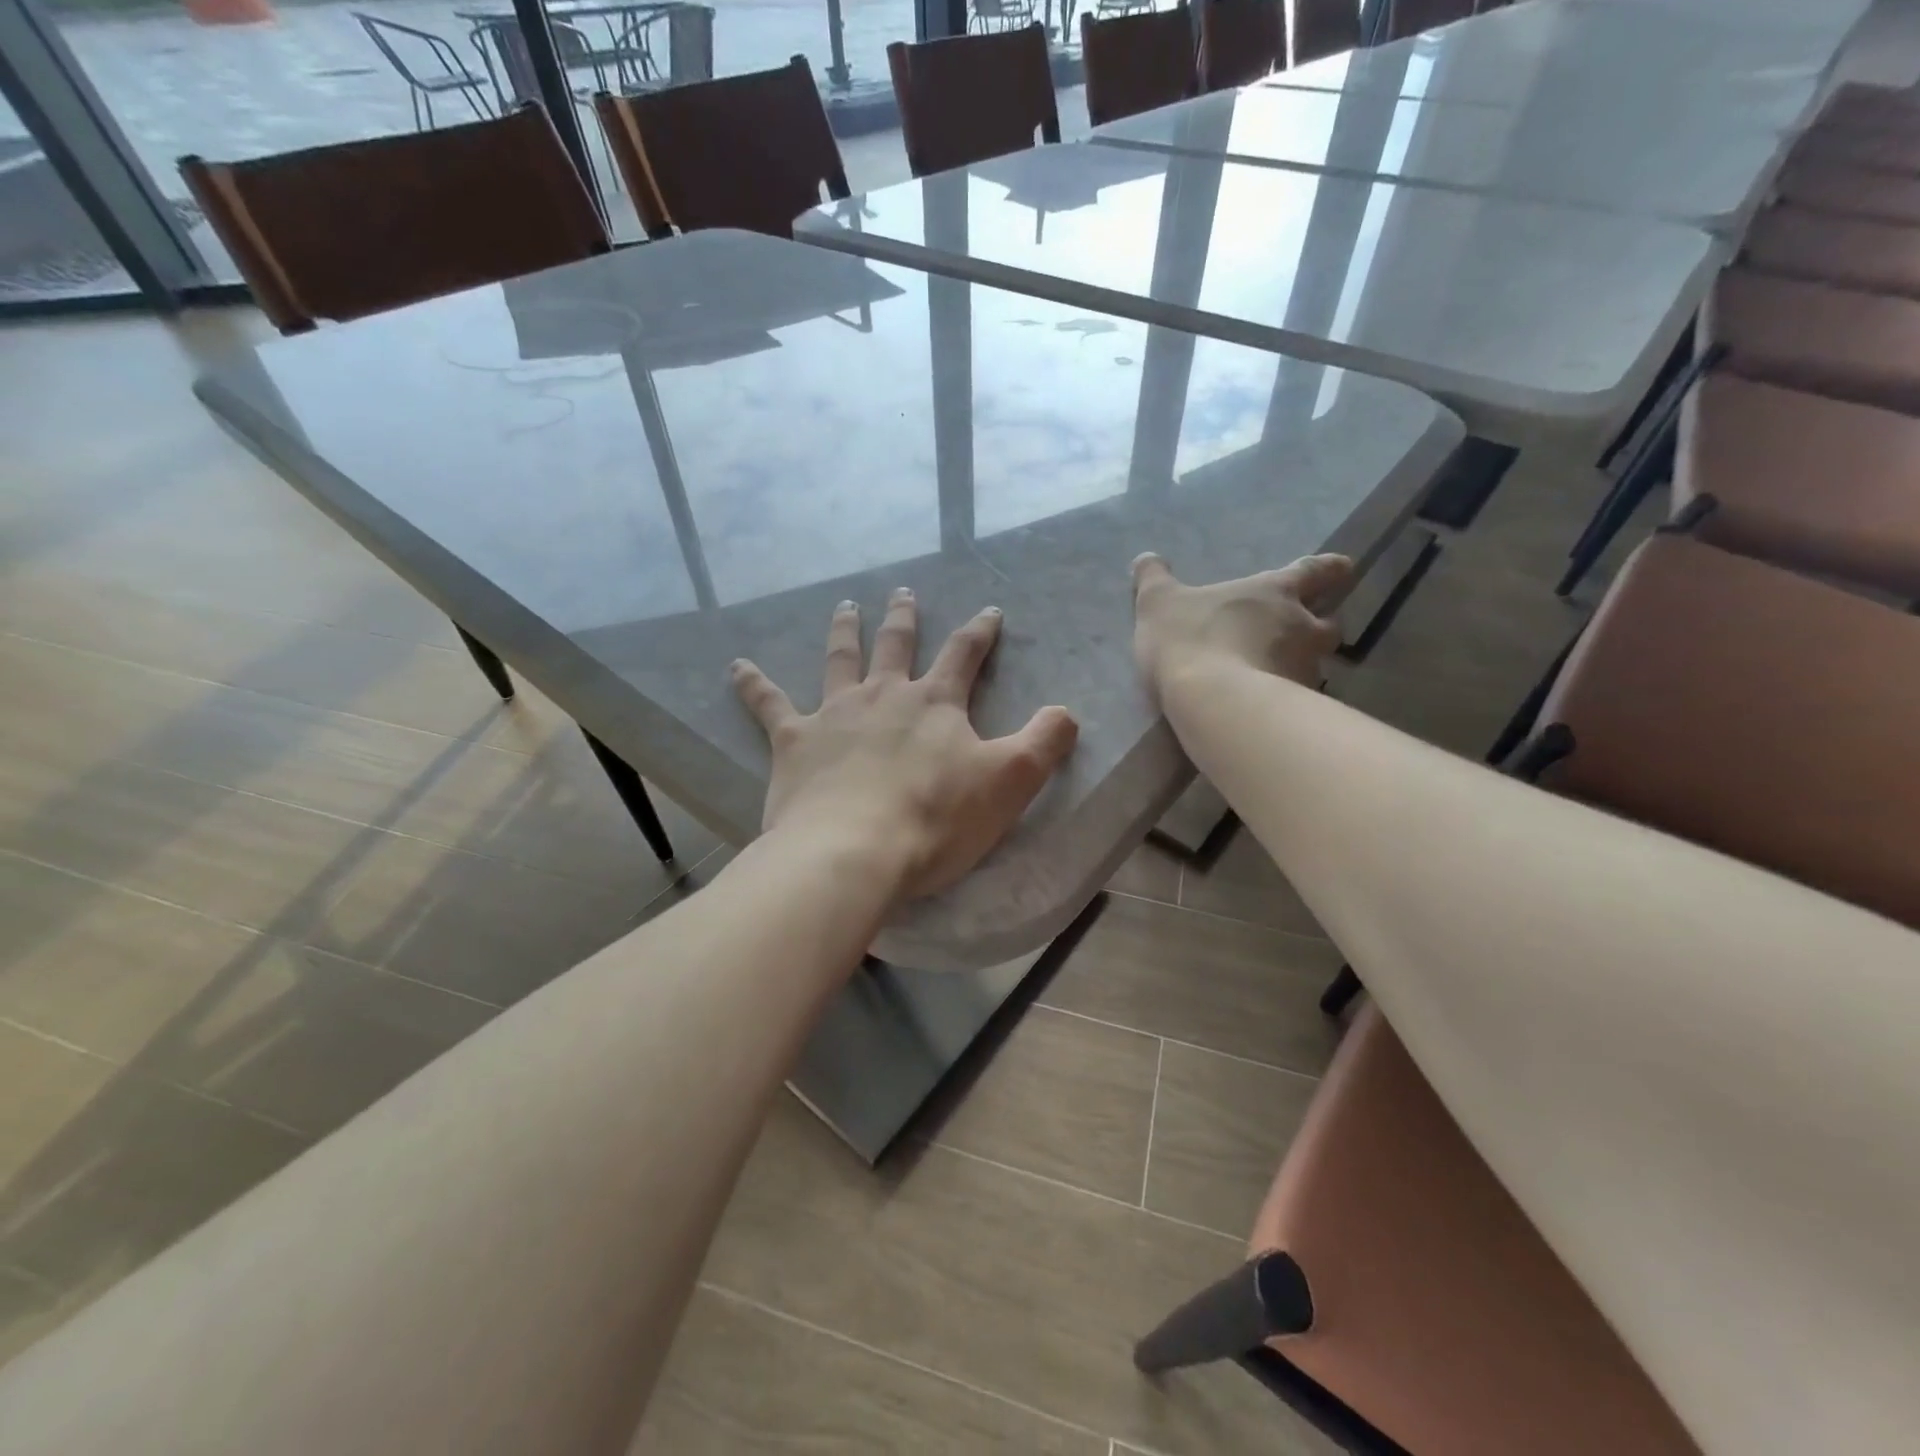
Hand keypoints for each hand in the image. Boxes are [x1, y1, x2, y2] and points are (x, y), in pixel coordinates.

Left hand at [732, 589, 1078, 901]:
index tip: (990, 612)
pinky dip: (752, 684)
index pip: (964, 655)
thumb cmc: (936, 820)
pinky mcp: (793, 742)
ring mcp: (834, 714)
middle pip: (897, 645)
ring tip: (845, 607)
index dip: (980, 632)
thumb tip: (1066, 712)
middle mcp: (884, 696)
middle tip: (902, 593)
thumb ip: (1044, 743)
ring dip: (845, 632)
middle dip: (903, 618)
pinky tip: (736, 666)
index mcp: (935, 704)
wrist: (855, 850)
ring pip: (840, 660)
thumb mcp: (1010, 782)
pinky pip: (769, 704)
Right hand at [1131, 552, 1353, 700]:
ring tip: (1275, 681)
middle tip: (1302, 636)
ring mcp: (1304, 670)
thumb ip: (1153, 579)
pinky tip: (1263, 712)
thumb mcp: (1158, 603)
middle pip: (1328, 624)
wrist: (1213, 702)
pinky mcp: (1297, 709)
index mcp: (1274, 592)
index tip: (1343, 568)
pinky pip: (1297, 702)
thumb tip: (1145, 558)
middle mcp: (1301, 627)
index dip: (1328, 568)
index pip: (1313, 571)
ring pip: (1315, 665)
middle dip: (1319, 627)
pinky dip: (1285, 703)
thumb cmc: (1190, 639)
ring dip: (1300, 668)